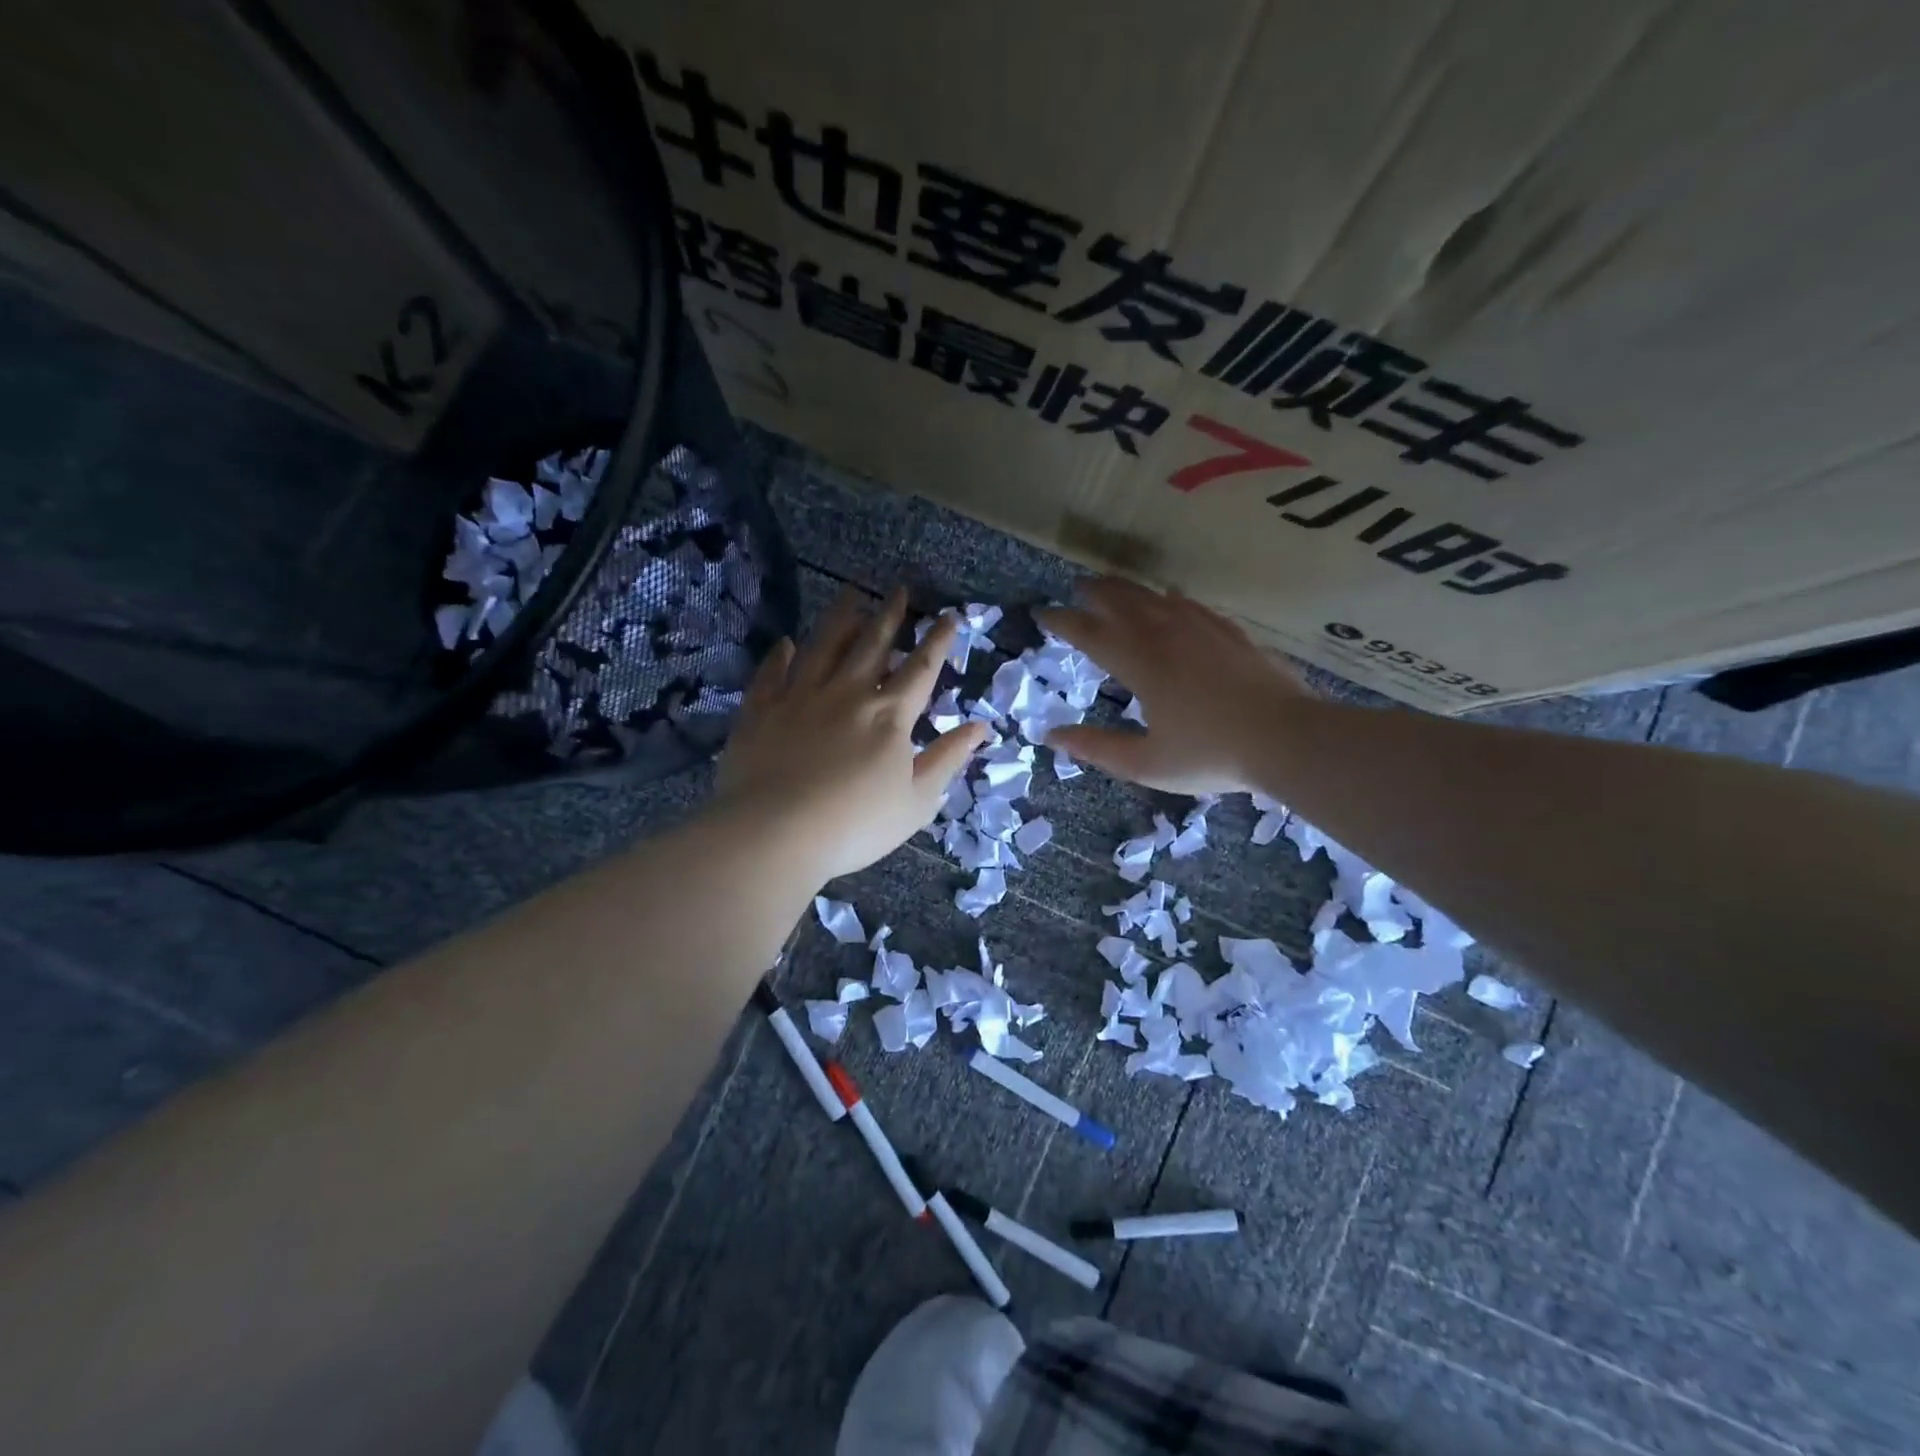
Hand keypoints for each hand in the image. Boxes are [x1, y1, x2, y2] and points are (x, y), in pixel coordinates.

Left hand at [714, 587, 987, 882]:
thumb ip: (948, 759)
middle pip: (872, 644)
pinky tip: (786, 642)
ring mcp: (800, 696)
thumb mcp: (917, 800)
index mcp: (889, 715)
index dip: (937, 641)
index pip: (920, 668)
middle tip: (899, 589)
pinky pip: (772, 673)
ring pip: (823, 646)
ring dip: (840, 618)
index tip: (948, 616)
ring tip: (851, 593)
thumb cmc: (856, 825)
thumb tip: (980, 726)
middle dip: (890, 615)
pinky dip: (780, 655)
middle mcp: (847, 693)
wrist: (775, 833)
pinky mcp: (761, 710)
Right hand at [1038, 578, 1308, 795]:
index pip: (1090, 633)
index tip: (1043, 614)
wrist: (1287, 738)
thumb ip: (1096, 748)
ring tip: (1112, 586)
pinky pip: (1191, 604)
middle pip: (1122, 602)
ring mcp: (1201, 629)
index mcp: (1140, 664)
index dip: (1063, 621)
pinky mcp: (1230, 632)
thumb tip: (1052, 735)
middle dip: (1094, 592)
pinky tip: (1171, 597)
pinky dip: (1170, 598)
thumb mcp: (1145, 763)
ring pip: (1155, 597)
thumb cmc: (1211, 755)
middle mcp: (1165, 636)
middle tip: (1076, 587)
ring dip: (1128, 589)